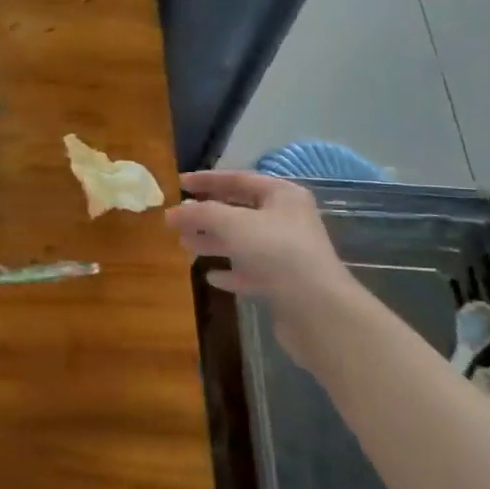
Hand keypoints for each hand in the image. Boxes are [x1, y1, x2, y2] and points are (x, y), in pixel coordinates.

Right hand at [165, 171, 354, 312]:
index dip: (206, 180)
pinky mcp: (284, 282)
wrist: (318, 309)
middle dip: (206, 215)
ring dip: (213, 242)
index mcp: (281, 195)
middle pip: (238, 211)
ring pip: (242, 241)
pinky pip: (251, 271)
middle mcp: (286, 219)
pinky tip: (212, 277)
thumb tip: (171, 213)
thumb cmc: (277, 253)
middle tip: (176, 221)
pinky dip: (231, 271)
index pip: (238, 179)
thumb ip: (200, 214)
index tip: (178, 184)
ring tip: (185, 246)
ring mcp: (287, 252)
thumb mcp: (233, 224)